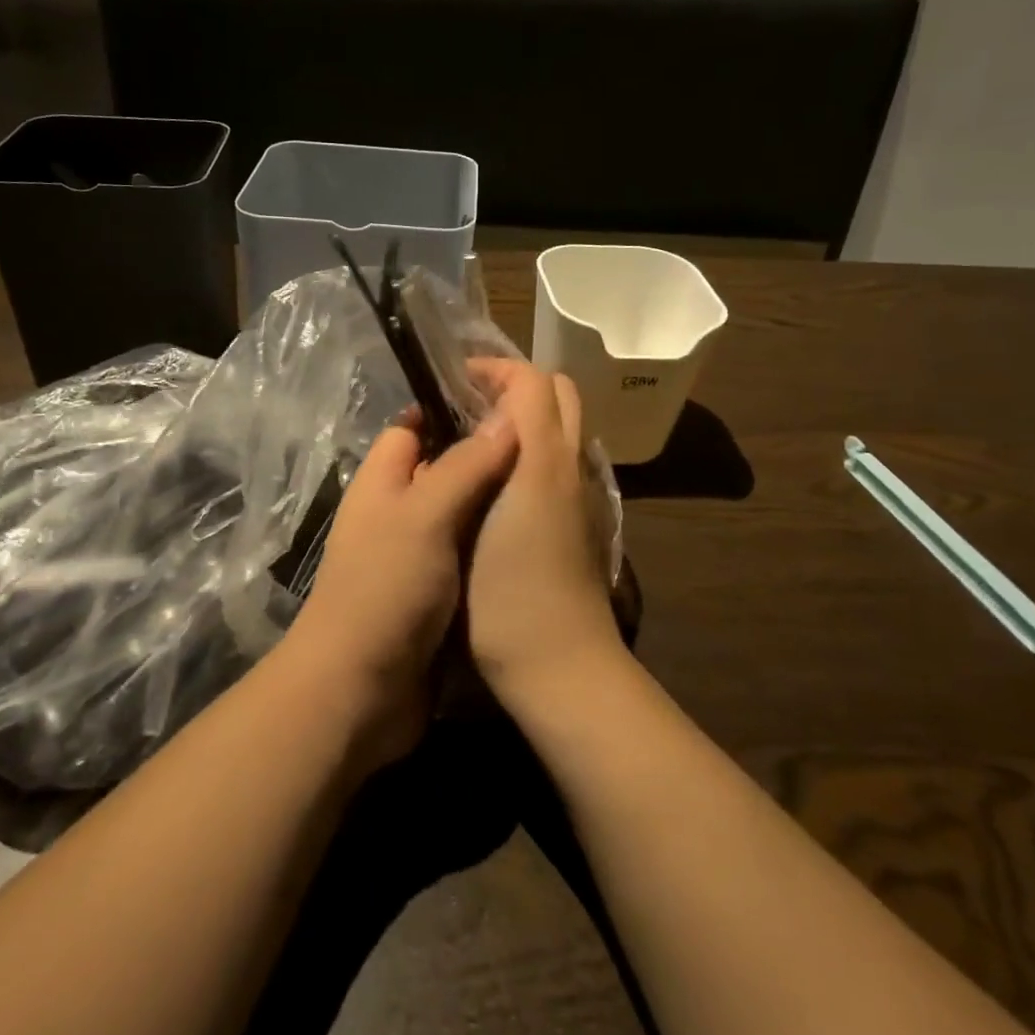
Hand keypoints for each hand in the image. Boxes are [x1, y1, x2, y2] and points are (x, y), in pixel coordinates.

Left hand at [283, 414, 517, 768]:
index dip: (452, 409)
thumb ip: (465, 465)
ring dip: (498, 505)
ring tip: (555, 486)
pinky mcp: (439, 593)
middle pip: (445, 469)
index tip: (508, 402)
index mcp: (383, 481)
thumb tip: (509, 415)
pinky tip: (537, 539)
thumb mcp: (425, 516)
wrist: (360, 691)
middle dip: (488, 458)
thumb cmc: (385, 588)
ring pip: (464, 514)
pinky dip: (497, 546)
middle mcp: (399, 511)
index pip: (414, 426)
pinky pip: (471, 555)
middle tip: (547, 446)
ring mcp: (418, 554)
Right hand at [465, 360, 628, 712]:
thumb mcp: (482, 516)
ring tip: (474, 439)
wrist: (561, 666)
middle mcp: (572, 465)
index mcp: (546, 457)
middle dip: (513, 385)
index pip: (532, 379)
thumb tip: (480, 416)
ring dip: (524, 416)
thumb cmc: (508, 593)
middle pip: (558, 394)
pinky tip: (496, 480)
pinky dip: (533, 446)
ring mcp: (582, 494)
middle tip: (466, 405)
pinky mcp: (581, 520)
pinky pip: (561, 458)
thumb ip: (486, 454)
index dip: (492, 368)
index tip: (453, 381)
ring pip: (562, 427)